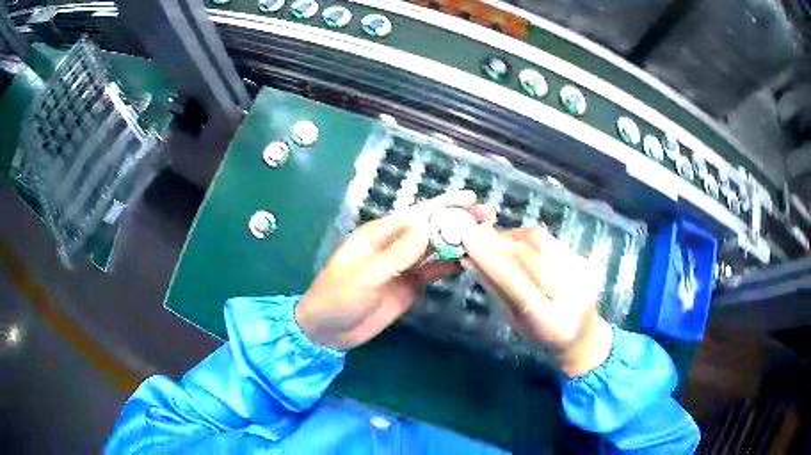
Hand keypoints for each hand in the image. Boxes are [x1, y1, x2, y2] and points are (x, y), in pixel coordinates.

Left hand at [296, 191, 483, 350]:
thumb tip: (426, 227)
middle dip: (458, 220)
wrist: (327, 331)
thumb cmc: (337, 298)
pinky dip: (451, 264)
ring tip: (487, 235)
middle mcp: (395, 245)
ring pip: (436, 248)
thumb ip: (396, 255)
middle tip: (488, 216)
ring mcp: (404, 266)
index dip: (444, 204)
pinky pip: (434, 271)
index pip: (417, 214)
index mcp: (380, 235)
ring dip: (459, 241)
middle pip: (432, 229)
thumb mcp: (364, 277)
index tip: (470, 197)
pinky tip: (470, 260)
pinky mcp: (410, 285)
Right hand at [462, 225, 613, 377]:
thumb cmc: (543, 335)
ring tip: (491, 241)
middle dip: (498, 243)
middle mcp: (573, 292)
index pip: (518, 285)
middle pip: (530, 255)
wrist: (583, 334)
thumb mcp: (515, 321)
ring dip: (510, 236)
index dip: (492, 261)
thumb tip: (469, 259)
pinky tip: (513, 244)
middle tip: (473, 235)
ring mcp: (581, 271)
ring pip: (539, 240)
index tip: (468, 241)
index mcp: (551, 322)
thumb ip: (495, 289)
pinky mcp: (583, 256)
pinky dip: (524, 238)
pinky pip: (547, 239)